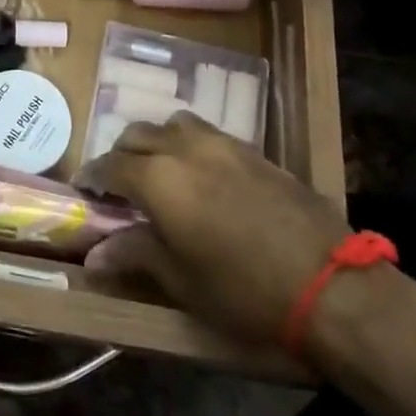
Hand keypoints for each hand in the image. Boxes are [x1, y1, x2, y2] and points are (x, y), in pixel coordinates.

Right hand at [79, 114, 351, 345]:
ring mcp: (224, 144)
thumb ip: (136, 255)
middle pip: (138, 134)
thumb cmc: (244, 291)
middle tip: (119, 185)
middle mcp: (185, 149)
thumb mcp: (182, 281)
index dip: (93, 177)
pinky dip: (191, 146)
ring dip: (158, 142)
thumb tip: (94, 255)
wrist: (331, 286)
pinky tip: (202, 175)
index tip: (84, 190)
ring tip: (161, 171)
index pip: (111, 166)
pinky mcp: (255, 151)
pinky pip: (208, 134)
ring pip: (175, 124)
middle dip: (122, 155)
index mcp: (160, 179)